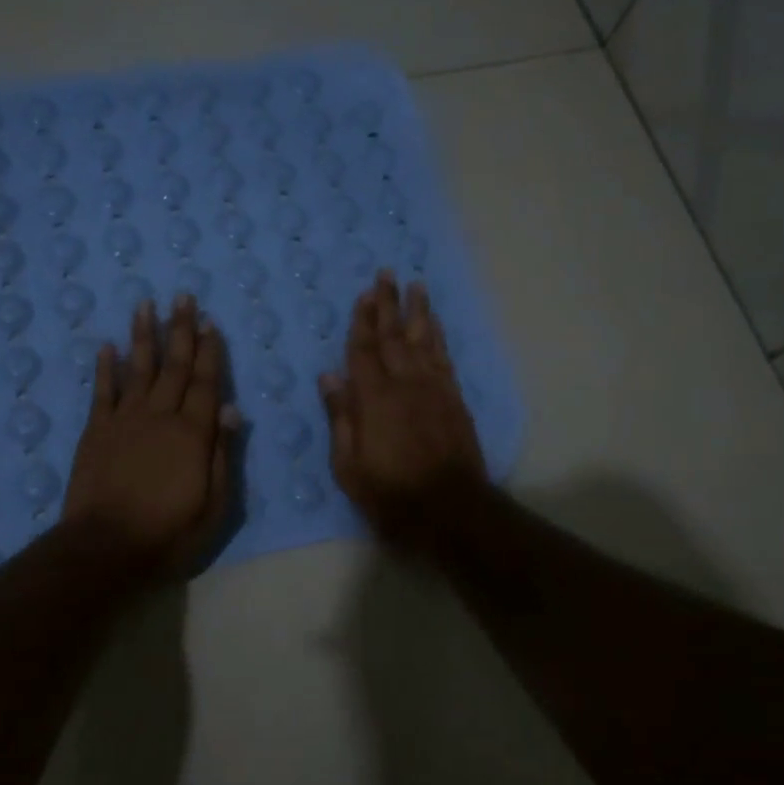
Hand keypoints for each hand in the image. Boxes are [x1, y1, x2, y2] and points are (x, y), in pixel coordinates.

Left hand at [63, 295, 239, 576]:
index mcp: (192, 433)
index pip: (206, 383)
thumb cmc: (168, 533)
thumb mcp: (213, 505)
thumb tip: (231, 410)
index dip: (210, 352)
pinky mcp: (96, 431)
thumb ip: (222, 455)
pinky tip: (107, 346)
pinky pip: (102, 391)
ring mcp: (124, 421)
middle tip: (182, 297)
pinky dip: (105, 367)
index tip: (210, 322)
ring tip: (146, 305)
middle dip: (180, 330)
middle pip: (174, 366)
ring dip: (144, 336)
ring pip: (138, 369)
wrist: (104, 548)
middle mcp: (159, 416)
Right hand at [320, 271, 485, 545]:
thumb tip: (329, 377)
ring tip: (415, 286)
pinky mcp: (454, 400)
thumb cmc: (391, 493)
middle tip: (387, 274)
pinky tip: (434, 324)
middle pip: (393, 336)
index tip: (363, 294)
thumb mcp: (349, 466)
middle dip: (388, 304)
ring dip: (417, 311)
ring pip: (423, 340)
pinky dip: (438, 337)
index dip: (361, 321)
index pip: (363, 351)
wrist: (451, 510)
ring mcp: (434, 390)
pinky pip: (444, 358)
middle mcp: (405, 384)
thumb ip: (340, 418)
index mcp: (374, 399)